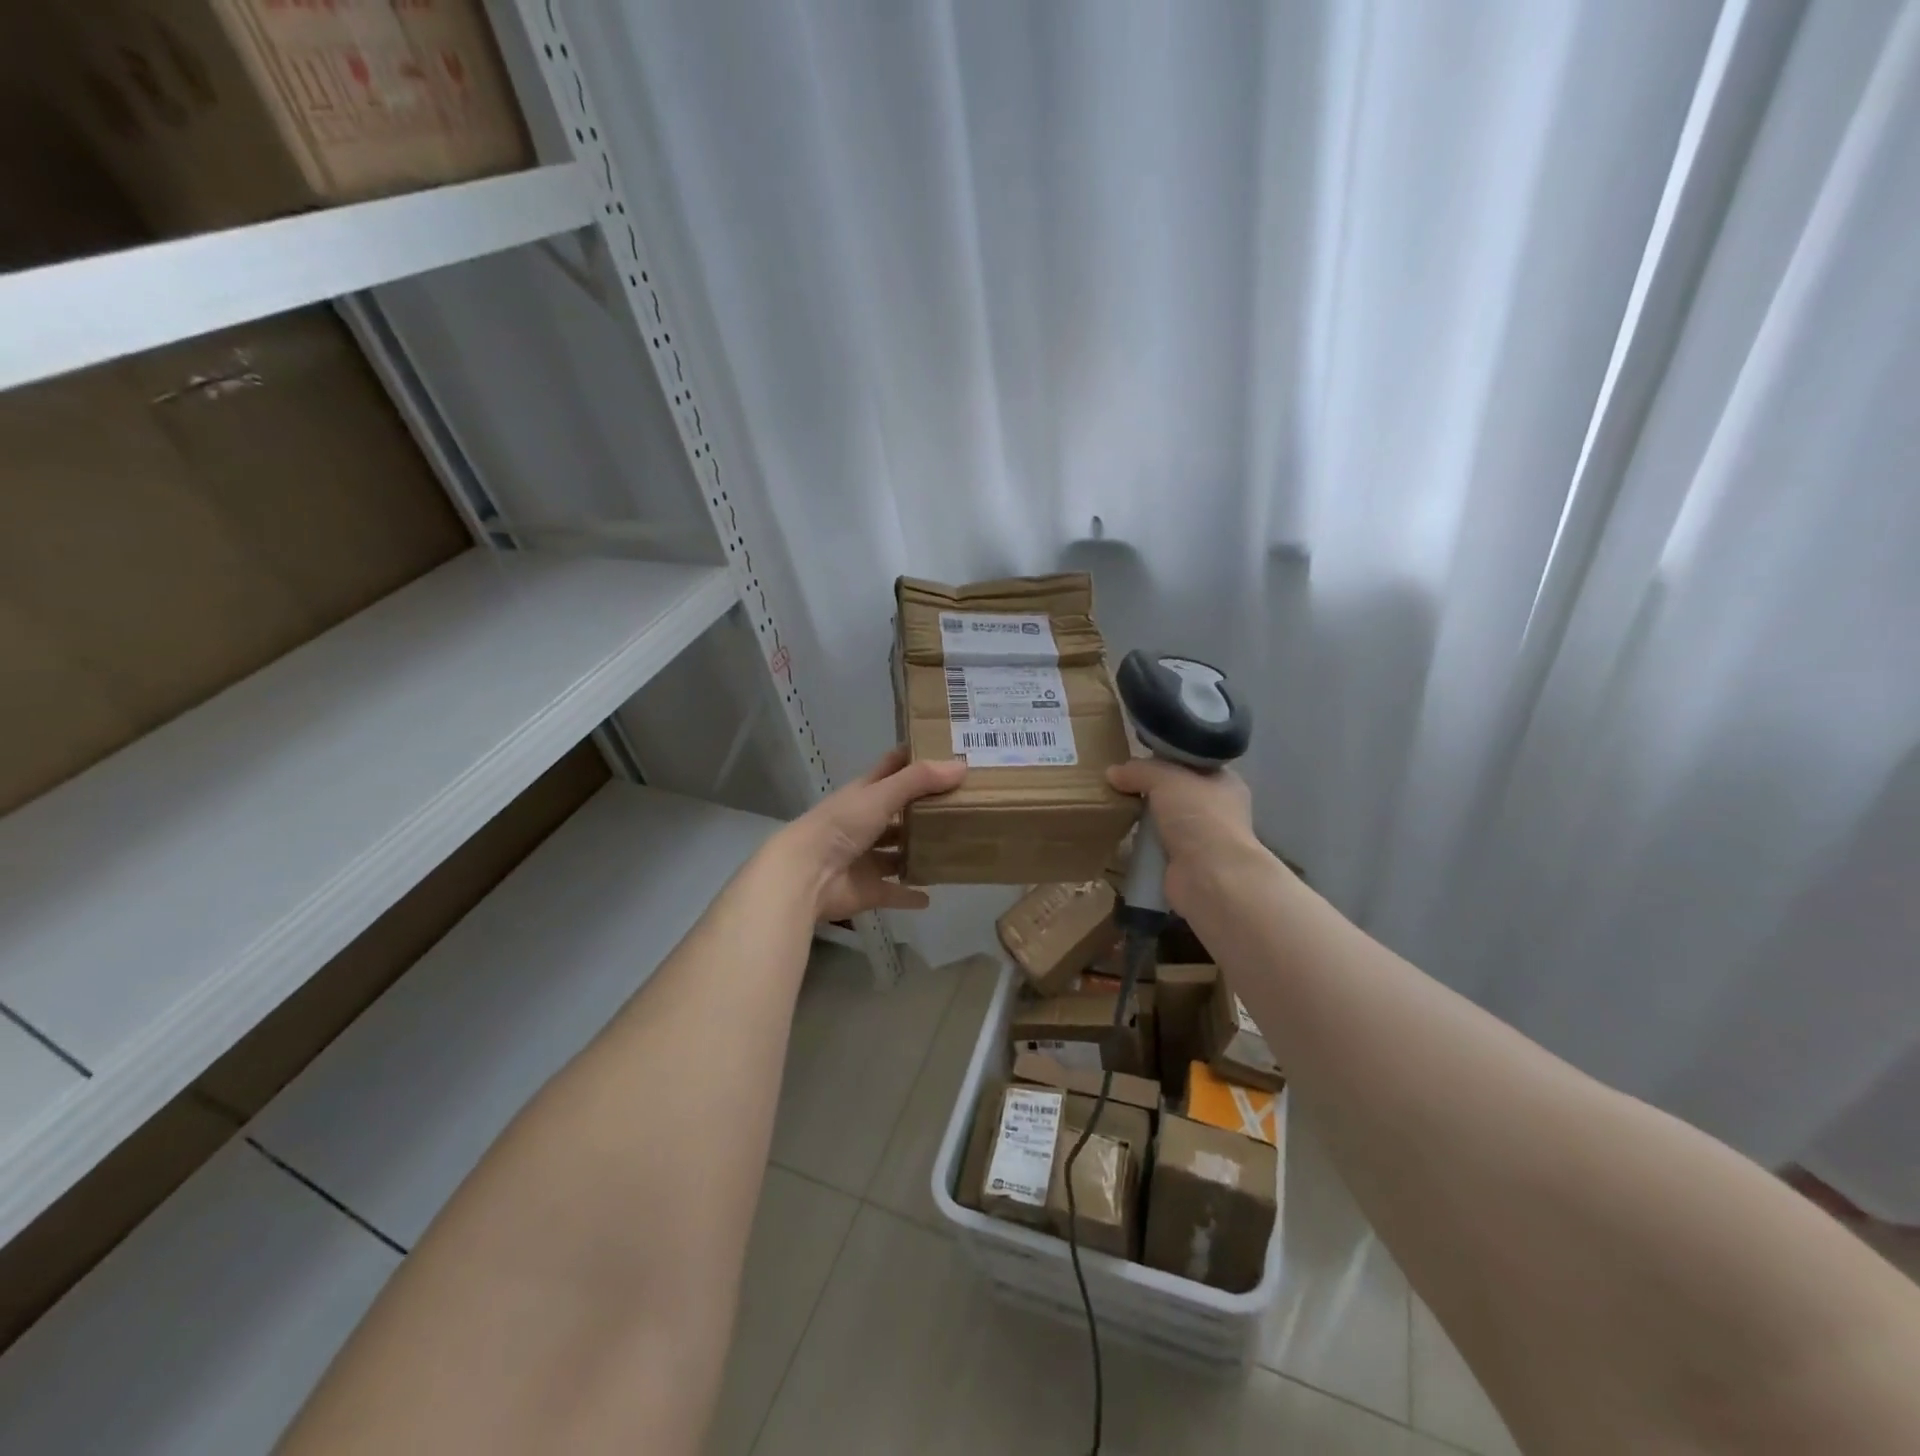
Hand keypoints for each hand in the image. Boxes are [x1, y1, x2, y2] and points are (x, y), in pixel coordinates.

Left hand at [776, 747, 966, 920]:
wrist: (805, 875)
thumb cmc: (841, 826)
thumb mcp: (880, 795)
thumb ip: (919, 780)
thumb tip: (961, 767)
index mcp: (865, 794)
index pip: (892, 768)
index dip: (914, 758)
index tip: (946, 751)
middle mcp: (865, 823)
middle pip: (898, 813)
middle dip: (923, 809)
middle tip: (963, 804)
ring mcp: (866, 858)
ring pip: (896, 853)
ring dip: (917, 852)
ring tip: (952, 848)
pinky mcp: (868, 890)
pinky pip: (894, 892)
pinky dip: (909, 895)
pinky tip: (931, 896)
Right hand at [1106, 758, 1263, 912]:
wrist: (1210, 877)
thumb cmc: (1198, 817)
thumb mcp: (1166, 778)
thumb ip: (1139, 770)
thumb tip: (1112, 772)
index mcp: (1224, 782)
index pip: (1192, 763)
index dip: (1165, 758)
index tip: (1136, 758)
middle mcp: (1216, 809)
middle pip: (1175, 792)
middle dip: (1149, 789)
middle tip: (1119, 783)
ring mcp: (1201, 839)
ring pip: (1164, 820)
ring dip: (1143, 818)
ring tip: (1114, 807)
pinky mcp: (1184, 864)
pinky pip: (1156, 846)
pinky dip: (1140, 844)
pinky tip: (1120, 836)